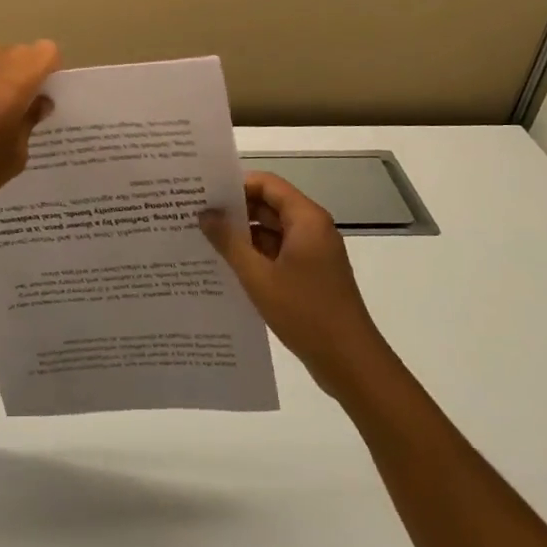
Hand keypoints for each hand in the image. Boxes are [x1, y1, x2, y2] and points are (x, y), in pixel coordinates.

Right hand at [201, 172, 386, 399]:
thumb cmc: (305, 312)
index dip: (236, 185)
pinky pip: (279, 252)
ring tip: (204, 240)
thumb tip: (205, 213)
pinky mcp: (311, 274)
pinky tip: (227, 267)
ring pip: (272, 231)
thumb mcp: (258, 277)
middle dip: (235, 211)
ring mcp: (313, 252)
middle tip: (196, 216)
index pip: (267, 184)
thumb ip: (229, 242)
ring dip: (243, 235)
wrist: (350, 362)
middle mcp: (312, 228)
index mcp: (306, 219)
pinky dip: (255, 255)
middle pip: (269, 205)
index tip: (204, 194)